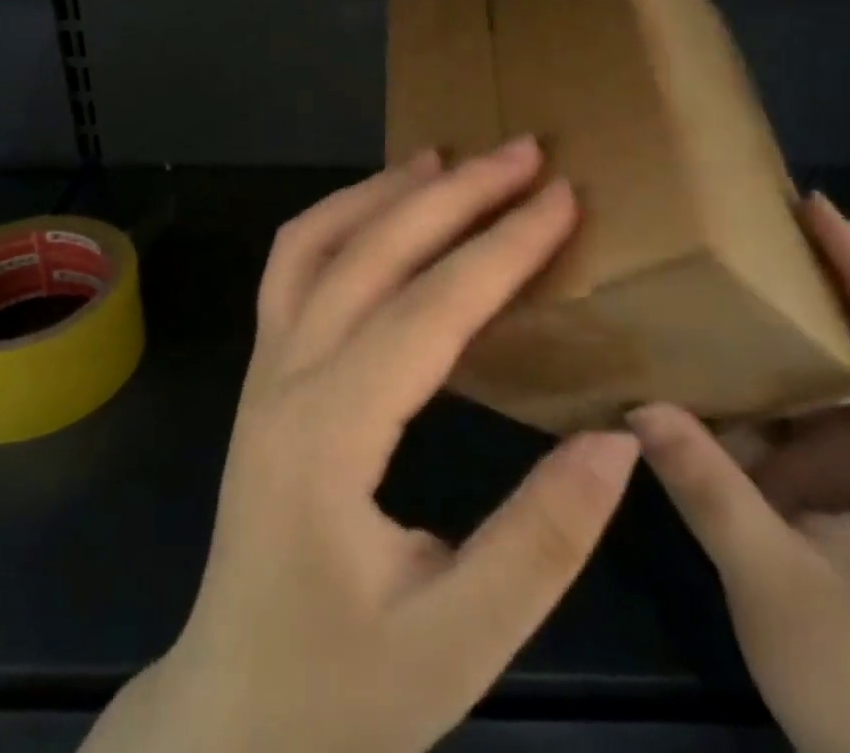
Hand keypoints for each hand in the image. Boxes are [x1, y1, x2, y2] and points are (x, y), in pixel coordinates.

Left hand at [82, 139, 640, 752]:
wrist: (232, 709)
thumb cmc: (341, 687)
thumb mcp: (455, 644)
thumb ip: (540, 543)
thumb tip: (617, 440)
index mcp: (328, 435)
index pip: (428, 312)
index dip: (501, 248)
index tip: (561, 198)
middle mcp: (285, 377)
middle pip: (371, 255)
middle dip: (454, 196)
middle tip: (522, 153)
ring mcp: (264, 367)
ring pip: (313, 244)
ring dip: (383, 191)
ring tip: (447, 158)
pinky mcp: (264, 372)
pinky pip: (291, 267)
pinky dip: (337, 218)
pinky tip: (380, 208)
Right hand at [630, 194, 849, 752]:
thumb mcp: (774, 583)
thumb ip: (706, 489)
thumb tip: (635, 405)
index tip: (818, 210)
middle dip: (822, 276)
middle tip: (752, 217)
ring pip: (823, 377)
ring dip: (777, 324)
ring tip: (716, 266)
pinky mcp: (825, 488)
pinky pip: (785, 416)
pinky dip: (744, 381)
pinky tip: (694, 354)